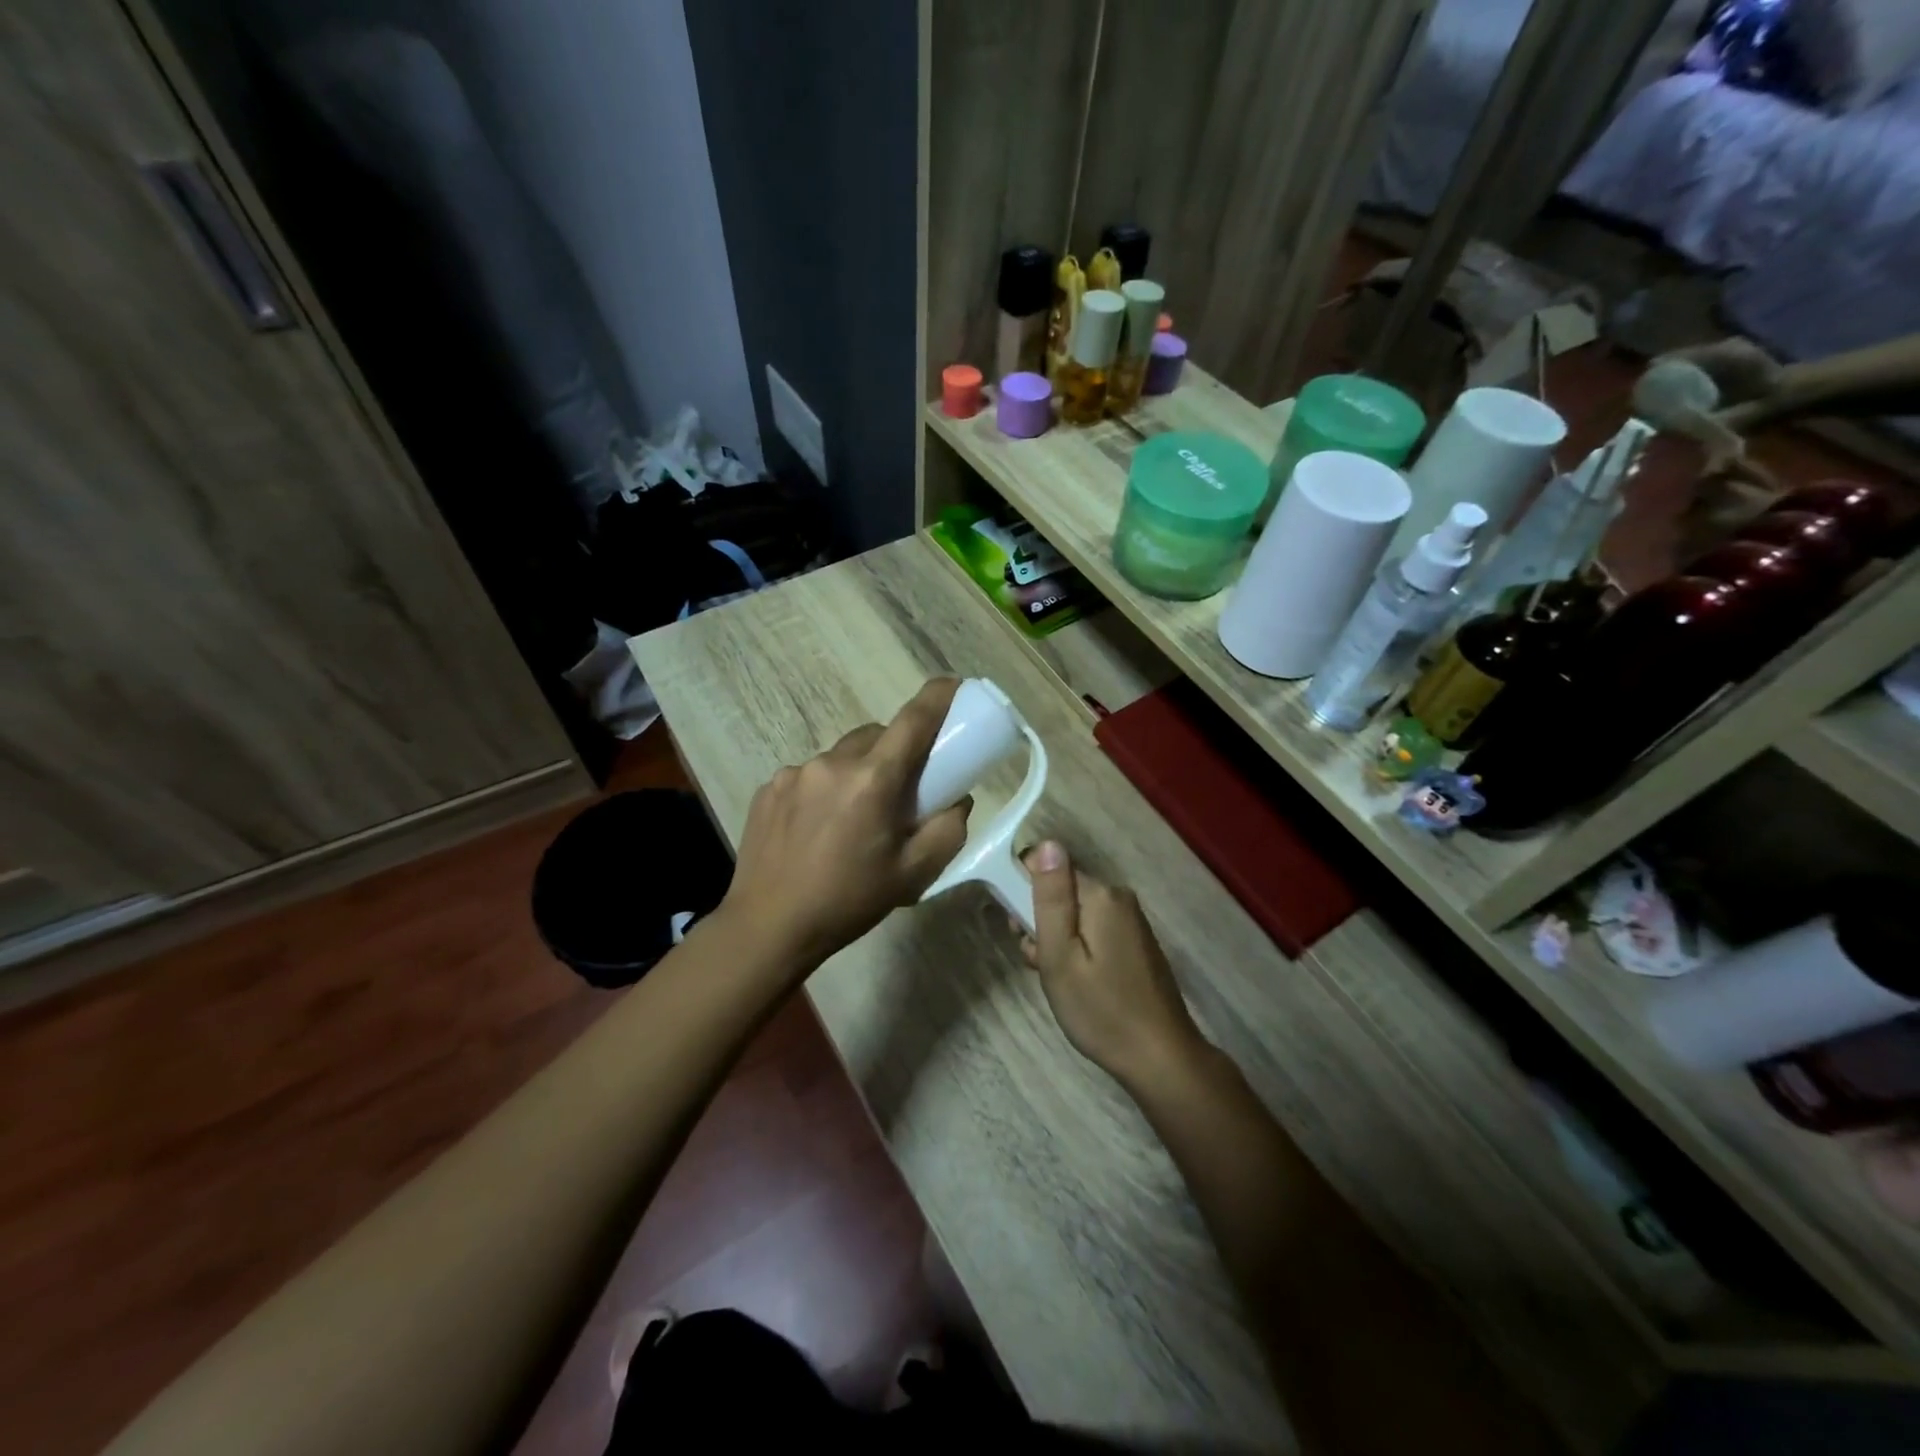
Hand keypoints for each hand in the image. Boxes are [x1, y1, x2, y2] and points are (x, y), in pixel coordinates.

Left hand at [719, 678, 971, 970]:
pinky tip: (817, 830)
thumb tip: (956, 800)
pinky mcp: (769, 788)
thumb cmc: (849, 901)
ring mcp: (794, 773)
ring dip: (857, 774)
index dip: (937, 697)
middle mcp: (832, 763)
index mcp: (872, 780)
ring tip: (852, 821)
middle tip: (900, 792)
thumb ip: (948, 829)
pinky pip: (810, 776)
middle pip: (876, 736)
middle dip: (895, 752)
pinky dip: (825, 790)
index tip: (953, 685)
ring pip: (841, 757)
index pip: (913, 720)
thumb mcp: (914, 874)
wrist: (769, 927)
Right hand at [1017, 841, 1206, 1090]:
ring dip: (1056, 938)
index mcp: (1100, 894)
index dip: (1024, 892)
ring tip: (1056, 977)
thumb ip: (1051, 898)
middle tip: (1036, 960)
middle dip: (1040, 919)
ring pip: (1075, 912)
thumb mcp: (1060, 956)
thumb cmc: (1101, 1010)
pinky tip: (1076, 980)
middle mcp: (1118, 897)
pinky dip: (1077, 948)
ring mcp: (1130, 919)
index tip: (1021, 930)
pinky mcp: (1134, 940)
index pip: (1047, 866)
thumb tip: (1047, 843)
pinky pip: (1092, 928)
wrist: (1160, 1057)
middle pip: (1061, 890)